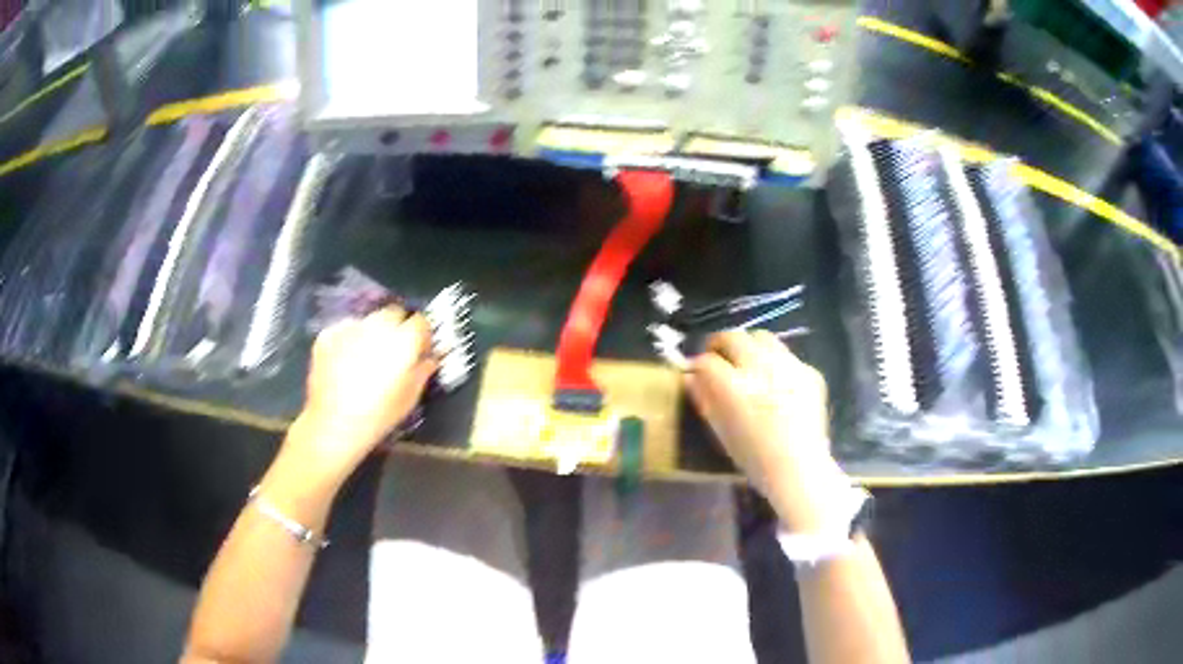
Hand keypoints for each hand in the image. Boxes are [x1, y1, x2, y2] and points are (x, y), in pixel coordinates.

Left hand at [281, 305, 437, 486]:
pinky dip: (349, 338)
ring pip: (368, 319)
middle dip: (397, 327)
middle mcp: (377, 326)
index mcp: (403, 340)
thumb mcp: (410, 398)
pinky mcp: (328, 334)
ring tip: (367, 354)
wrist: (334, 424)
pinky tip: (346, 359)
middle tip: (393, 350)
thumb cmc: (379, 416)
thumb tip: (429, 358)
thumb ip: (423, 371)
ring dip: (372, 331)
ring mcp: (350, 327)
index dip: (422, 334)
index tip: (420, 348)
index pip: (420, 321)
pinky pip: (345, 328)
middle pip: (393, 313)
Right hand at [685, 330, 845, 532]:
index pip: (706, 361)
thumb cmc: (755, 459)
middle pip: (734, 337)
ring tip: (748, 364)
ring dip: (749, 347)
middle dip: (721, 345)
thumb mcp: (721, 432)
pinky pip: (787, 356)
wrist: (801, 470)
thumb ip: (704, 399)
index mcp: (735, 387)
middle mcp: (762, 368)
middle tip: (718, 359)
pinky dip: (776, 363)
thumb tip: (691, 377)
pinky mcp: (809, 371)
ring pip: (762, 337)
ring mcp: (789, 367)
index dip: (697, 365)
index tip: (695, 372)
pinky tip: (777, 383)